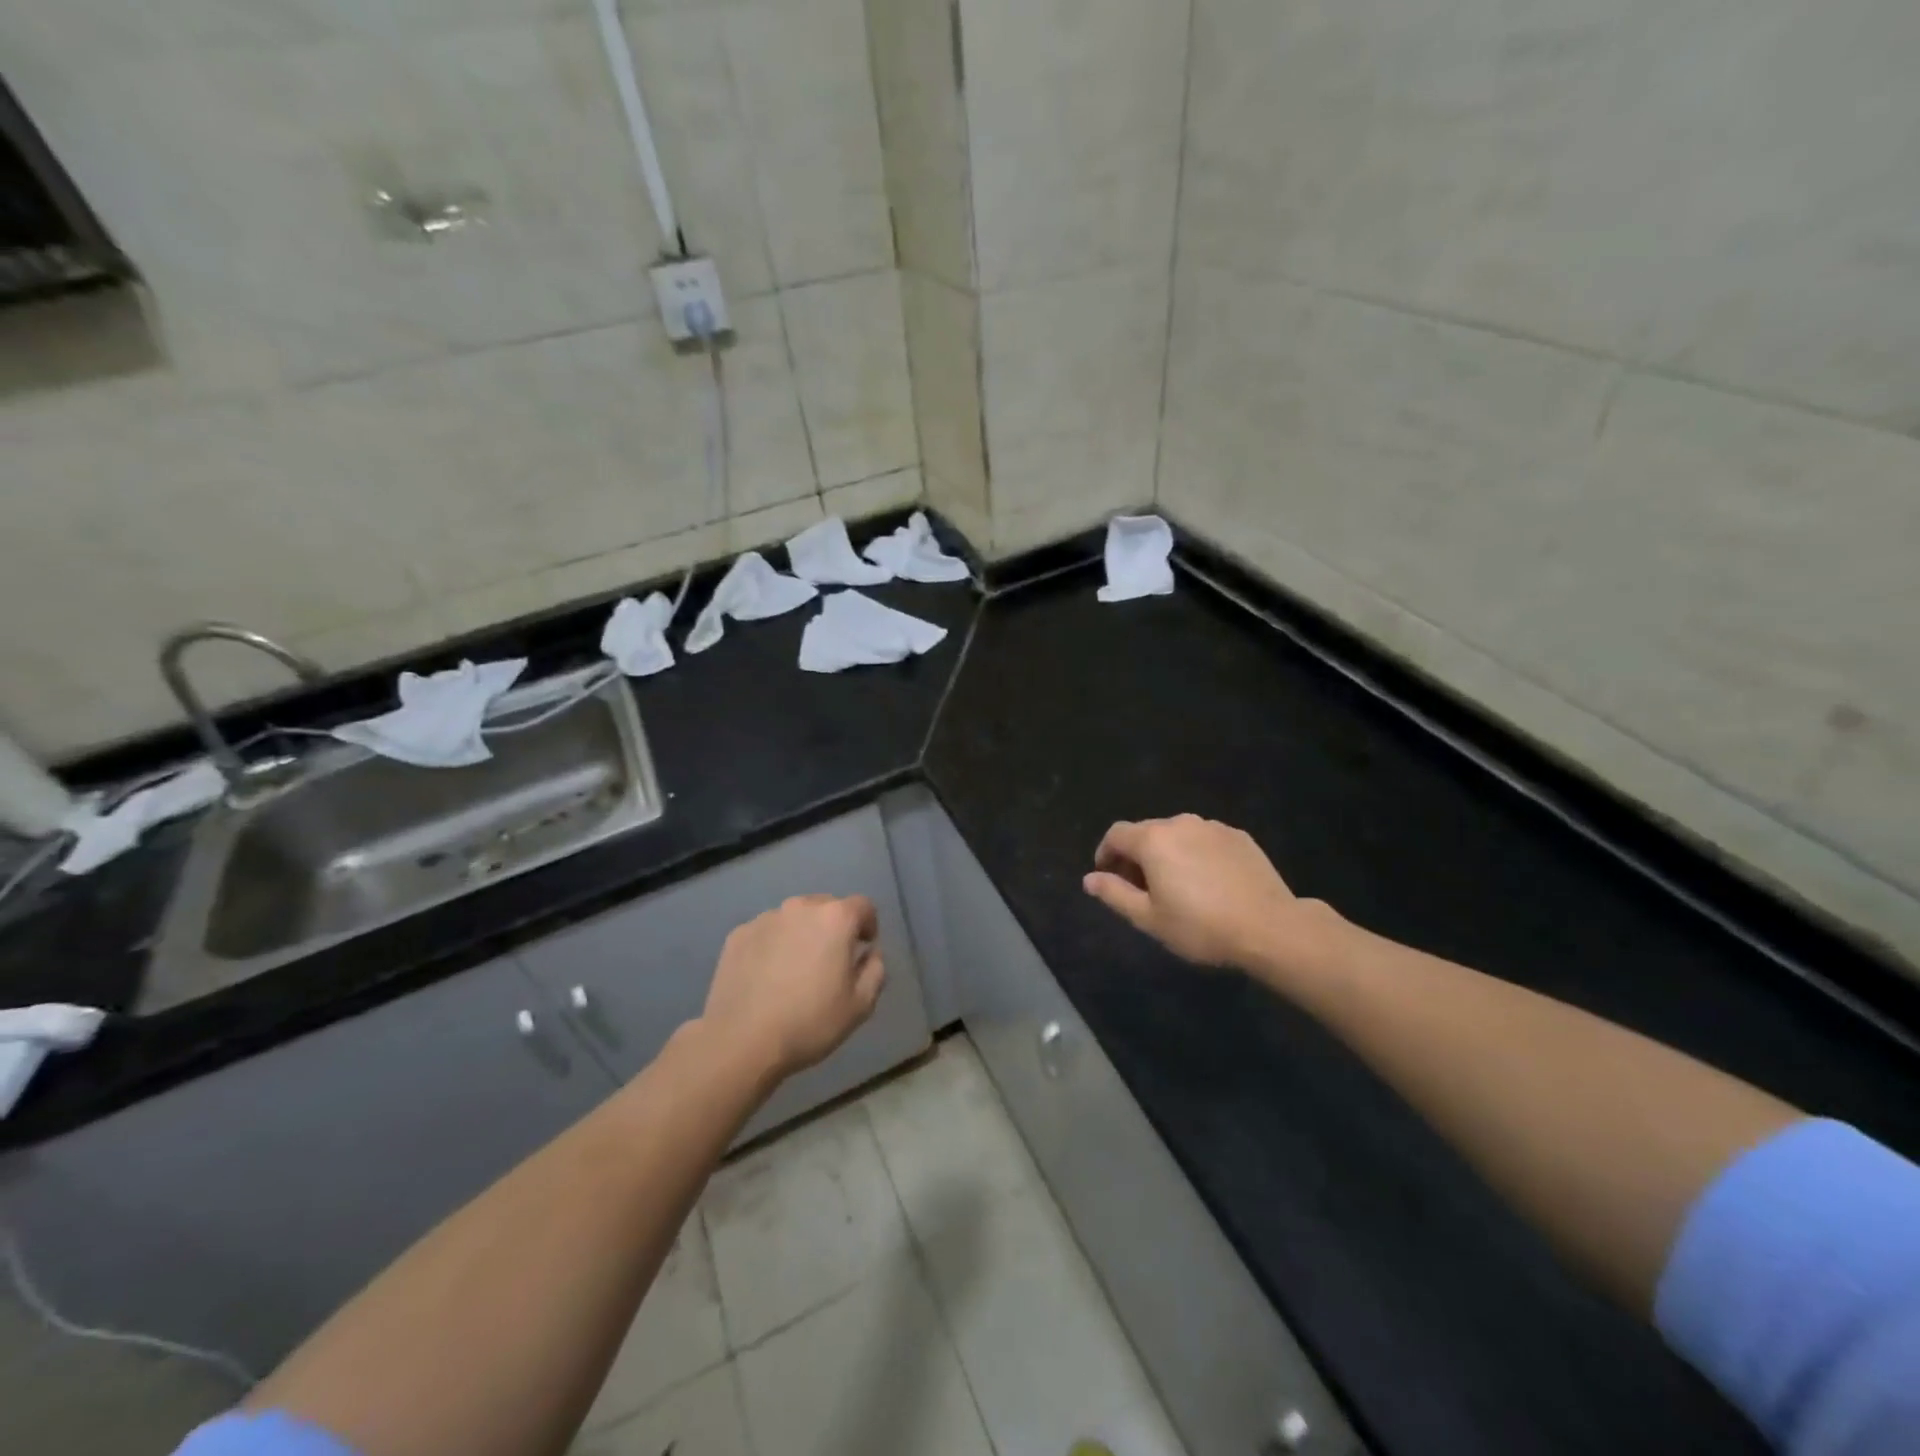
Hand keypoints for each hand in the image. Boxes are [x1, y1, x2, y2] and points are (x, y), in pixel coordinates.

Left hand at [701, 894, 885, 1081]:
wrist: (741, 1041)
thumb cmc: (809, 1022)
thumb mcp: (860, 1005)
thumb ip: (875, 970)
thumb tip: (870, 953)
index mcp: (835, 918)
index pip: (863, 906)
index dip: (868, 925)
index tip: (863, 948)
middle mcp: (800, 907)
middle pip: (826, 906)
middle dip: (834, 927)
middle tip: (830, 961)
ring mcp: (765, 918)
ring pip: (794, 918)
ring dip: (801, 934)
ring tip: (795, 969)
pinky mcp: (738, 934)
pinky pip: (766, 932)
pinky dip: (773, 945)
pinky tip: (767, 976)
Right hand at [1084, 815, 1325, 970]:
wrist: (1270, 928)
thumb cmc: (1201, 926)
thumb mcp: (1149, 918)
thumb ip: (1114, 894)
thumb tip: (1089, 879)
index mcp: (1153, 840)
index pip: (1115, 834)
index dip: (1105, 854)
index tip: (1108, 878)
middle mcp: (1180, 823)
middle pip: (1146, 831)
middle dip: (1135, 855)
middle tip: (1140, 888)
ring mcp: (1213, 827)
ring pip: (1177, 834)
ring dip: (1167, 853)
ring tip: (1176, 886)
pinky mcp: (1239, 836)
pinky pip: (1204, 840)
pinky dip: (1196, 854)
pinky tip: (1208, 882)